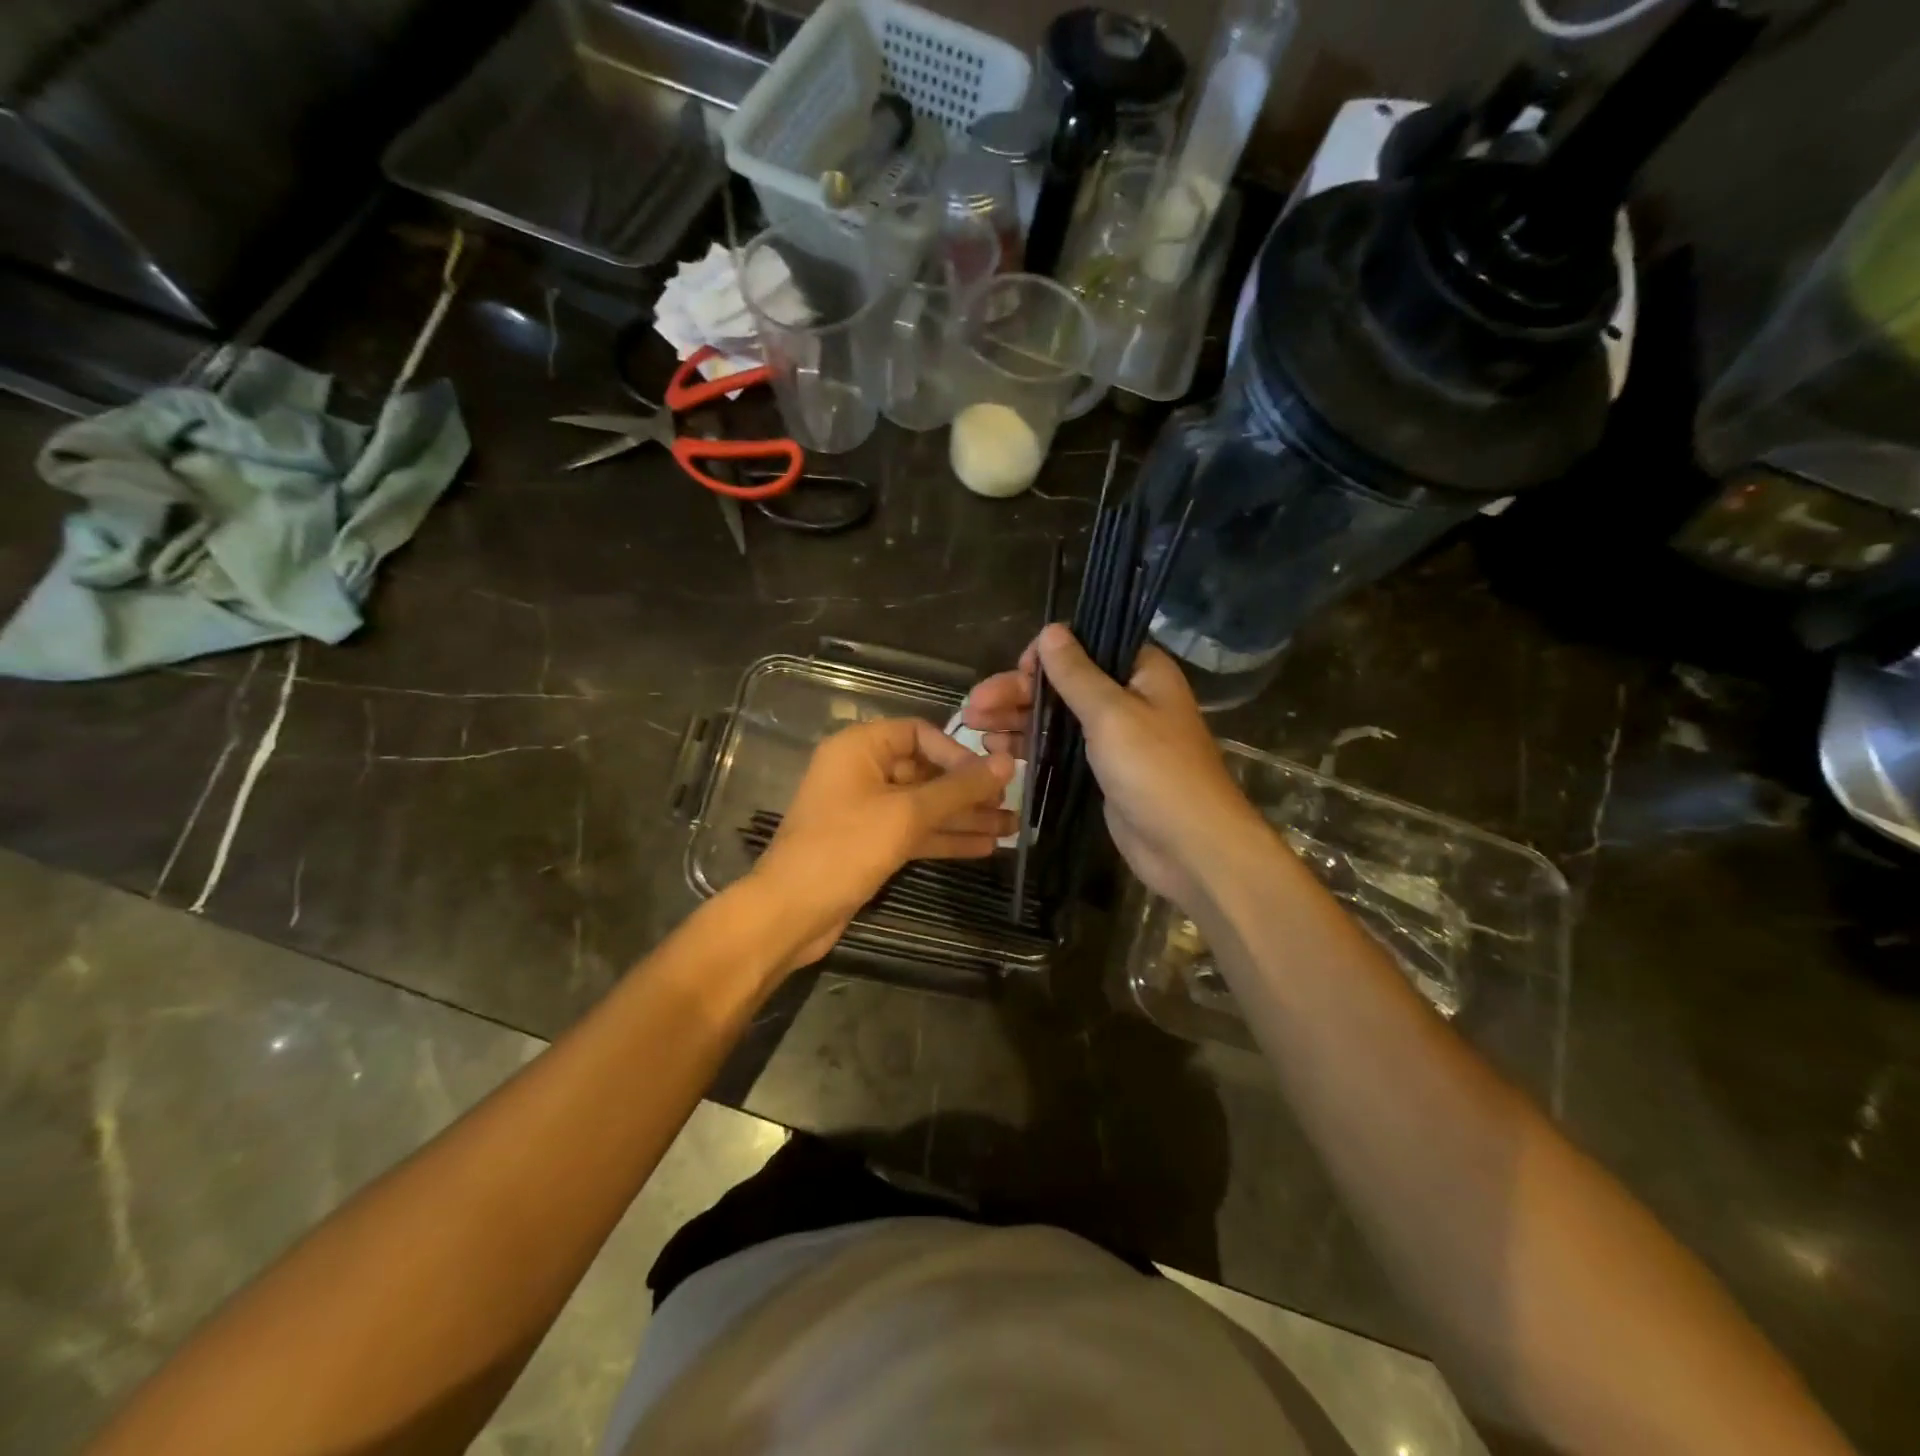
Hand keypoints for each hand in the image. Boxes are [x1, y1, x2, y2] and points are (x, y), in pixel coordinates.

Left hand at [749, 718, 1015, 971]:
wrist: (791, 912)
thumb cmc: (845, 848)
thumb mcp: (907, 814)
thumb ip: (959, 789)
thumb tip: (1008, 763)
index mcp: (860, 748)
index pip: (919, 733)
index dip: (957, 752)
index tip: (989, 776)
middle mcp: (861, 772)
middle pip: (925, 771)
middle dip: (968, 790)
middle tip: (1011, 805)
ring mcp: (865, 809)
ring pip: (923, 805)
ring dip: (964, 817)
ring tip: (1011, 829)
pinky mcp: (870, 843)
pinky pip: (913, 830)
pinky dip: (944, 837)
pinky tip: (984, 846)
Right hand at [963, 624, 1264, 907]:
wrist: (1189, 846)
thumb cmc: (1155, 771)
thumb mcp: (1111, 714)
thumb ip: (1077, 673)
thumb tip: (1051, 630)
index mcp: (1141, 672)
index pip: (1086, 645)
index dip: (1047, 654)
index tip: (1017, 671)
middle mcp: (1128, 697)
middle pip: (1063, 683)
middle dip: (1017, 692)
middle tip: (972, 707)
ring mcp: (1113, 736)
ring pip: (1056, 717)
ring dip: (1016, 719)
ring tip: (973, 728)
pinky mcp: (1100, 770)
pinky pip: (1059, 748)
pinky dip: (1029, 746)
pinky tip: (995, 750)